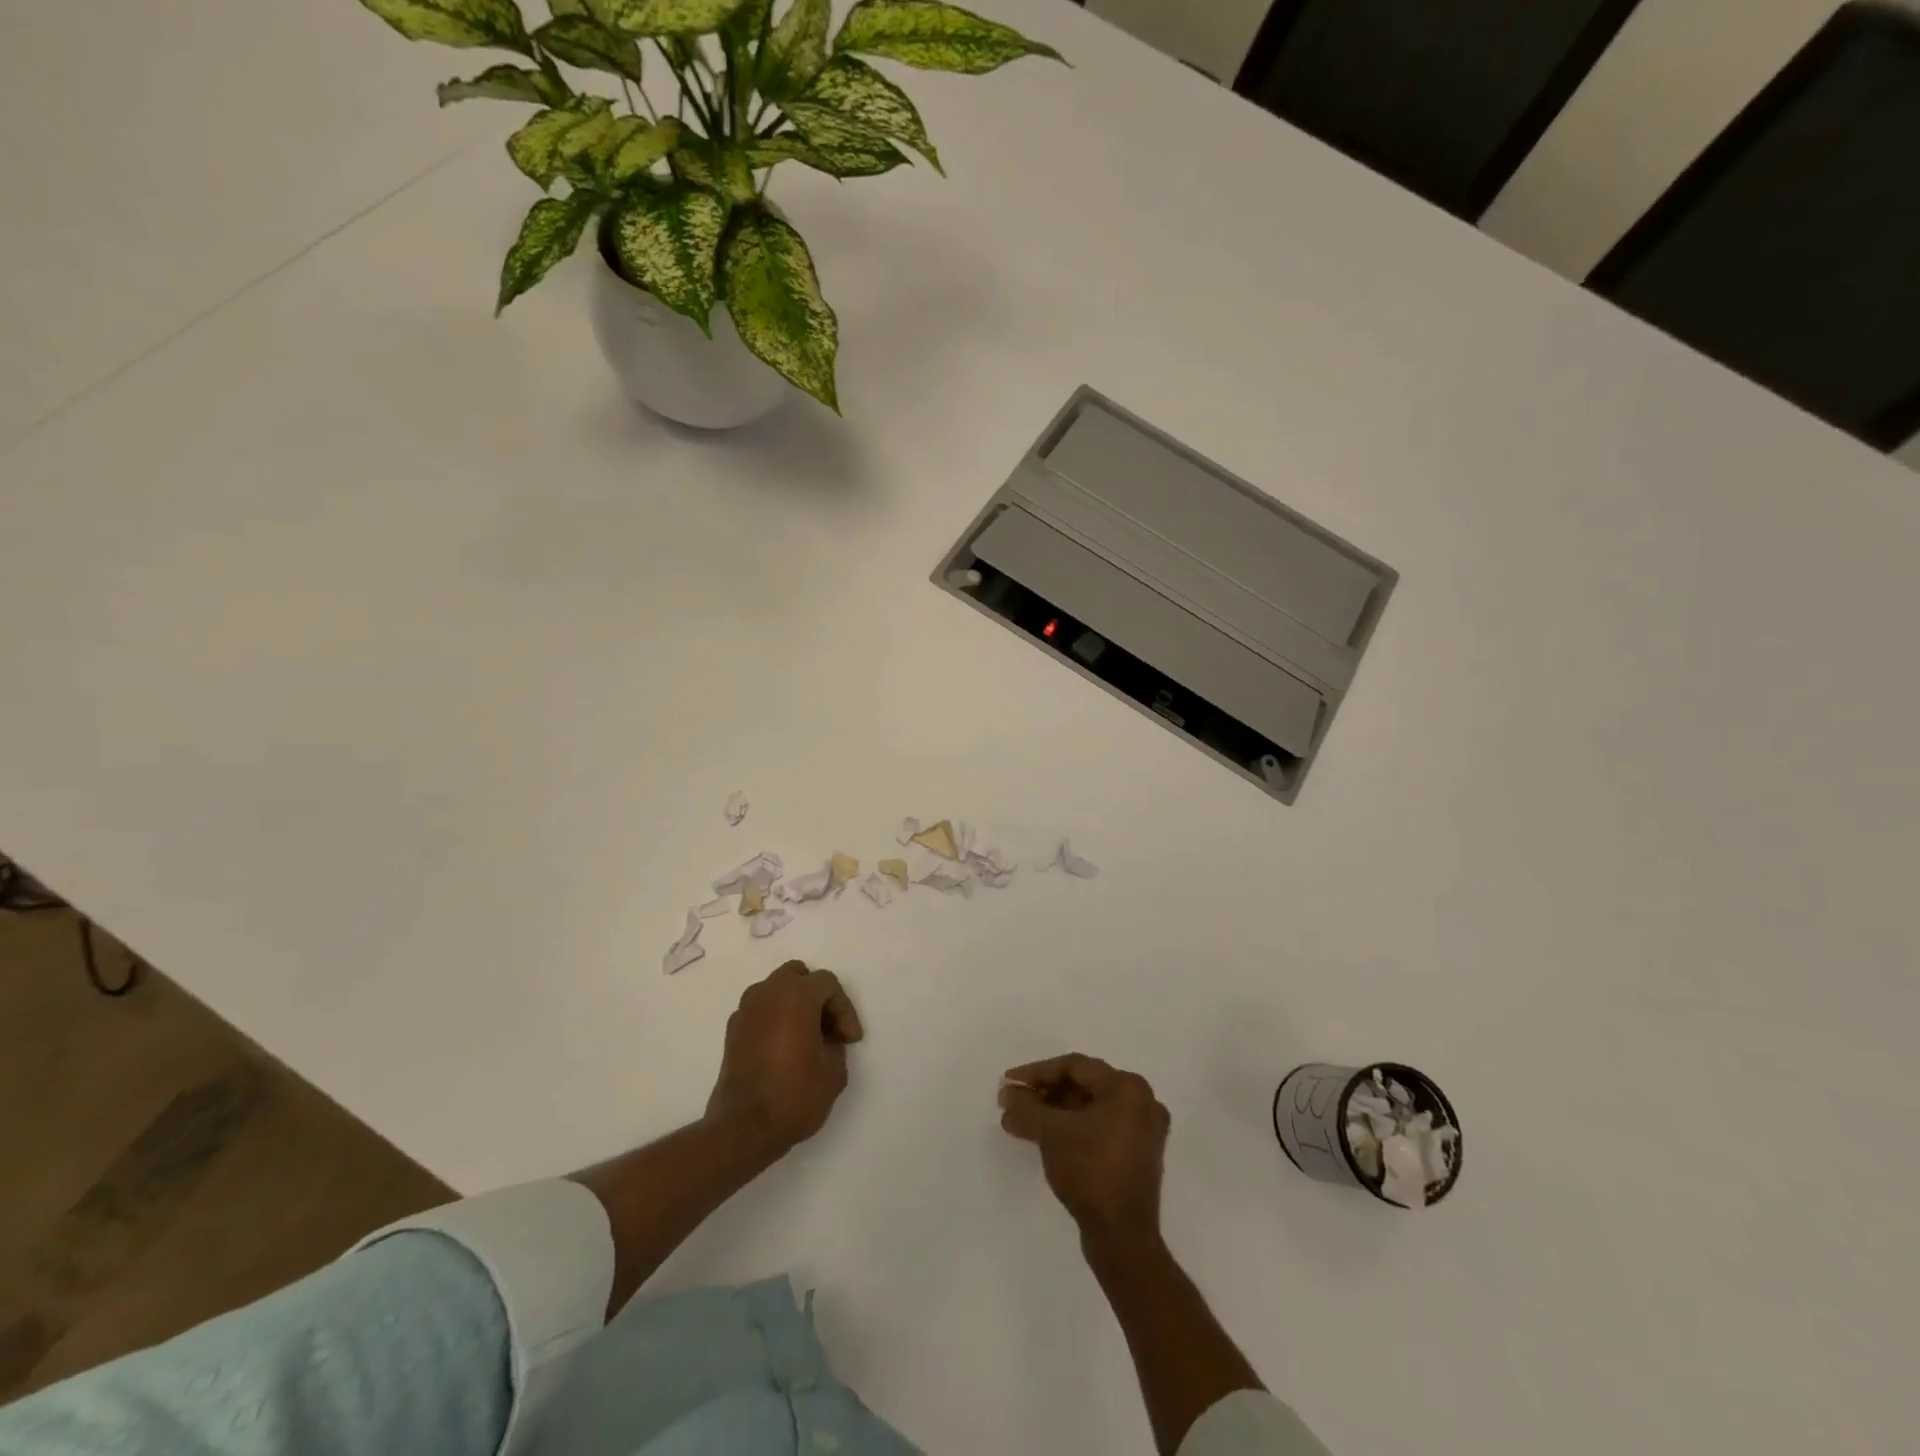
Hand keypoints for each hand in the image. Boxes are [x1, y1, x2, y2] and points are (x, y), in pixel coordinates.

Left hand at [708, 960, 863, 1154]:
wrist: (743, 1128)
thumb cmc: (794, 1094)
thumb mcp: (834, 1070)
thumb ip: (835, 1042)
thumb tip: (825, 1037)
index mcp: (796, 994)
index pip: (827, 984)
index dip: (844, 1009)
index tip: (850, 1040)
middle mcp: (767, 993)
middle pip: (797, 976)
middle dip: (817, 997)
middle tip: (828, 1028)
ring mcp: (745, 1010)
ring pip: (775, 990)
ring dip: (793, 1005)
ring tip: (806, 1036)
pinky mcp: (732, 1031)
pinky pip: (760, 1011)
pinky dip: (774, 1019)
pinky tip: (783, 1048)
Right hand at [999, 1053, 1170, 1245]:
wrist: (1122, 1237)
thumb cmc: (1089, 1171)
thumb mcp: (1051, 1133)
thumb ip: (1026, 1107)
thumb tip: (1007, 1093)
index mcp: (1127, 1087)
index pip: (1074, 1067)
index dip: (1037, 1073)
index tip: (1009, 1083)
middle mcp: (1143, 1101)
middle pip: (1084, 1085)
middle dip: (1045, 1094)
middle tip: (1015, 1103)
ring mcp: (1145, 1130)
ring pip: (1092, 1108)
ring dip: (1056, 1113)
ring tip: (1023, 1123)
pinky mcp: (1140, 1155)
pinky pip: (1102, 1127)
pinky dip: (1074, 1128)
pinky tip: (1047, 1138)